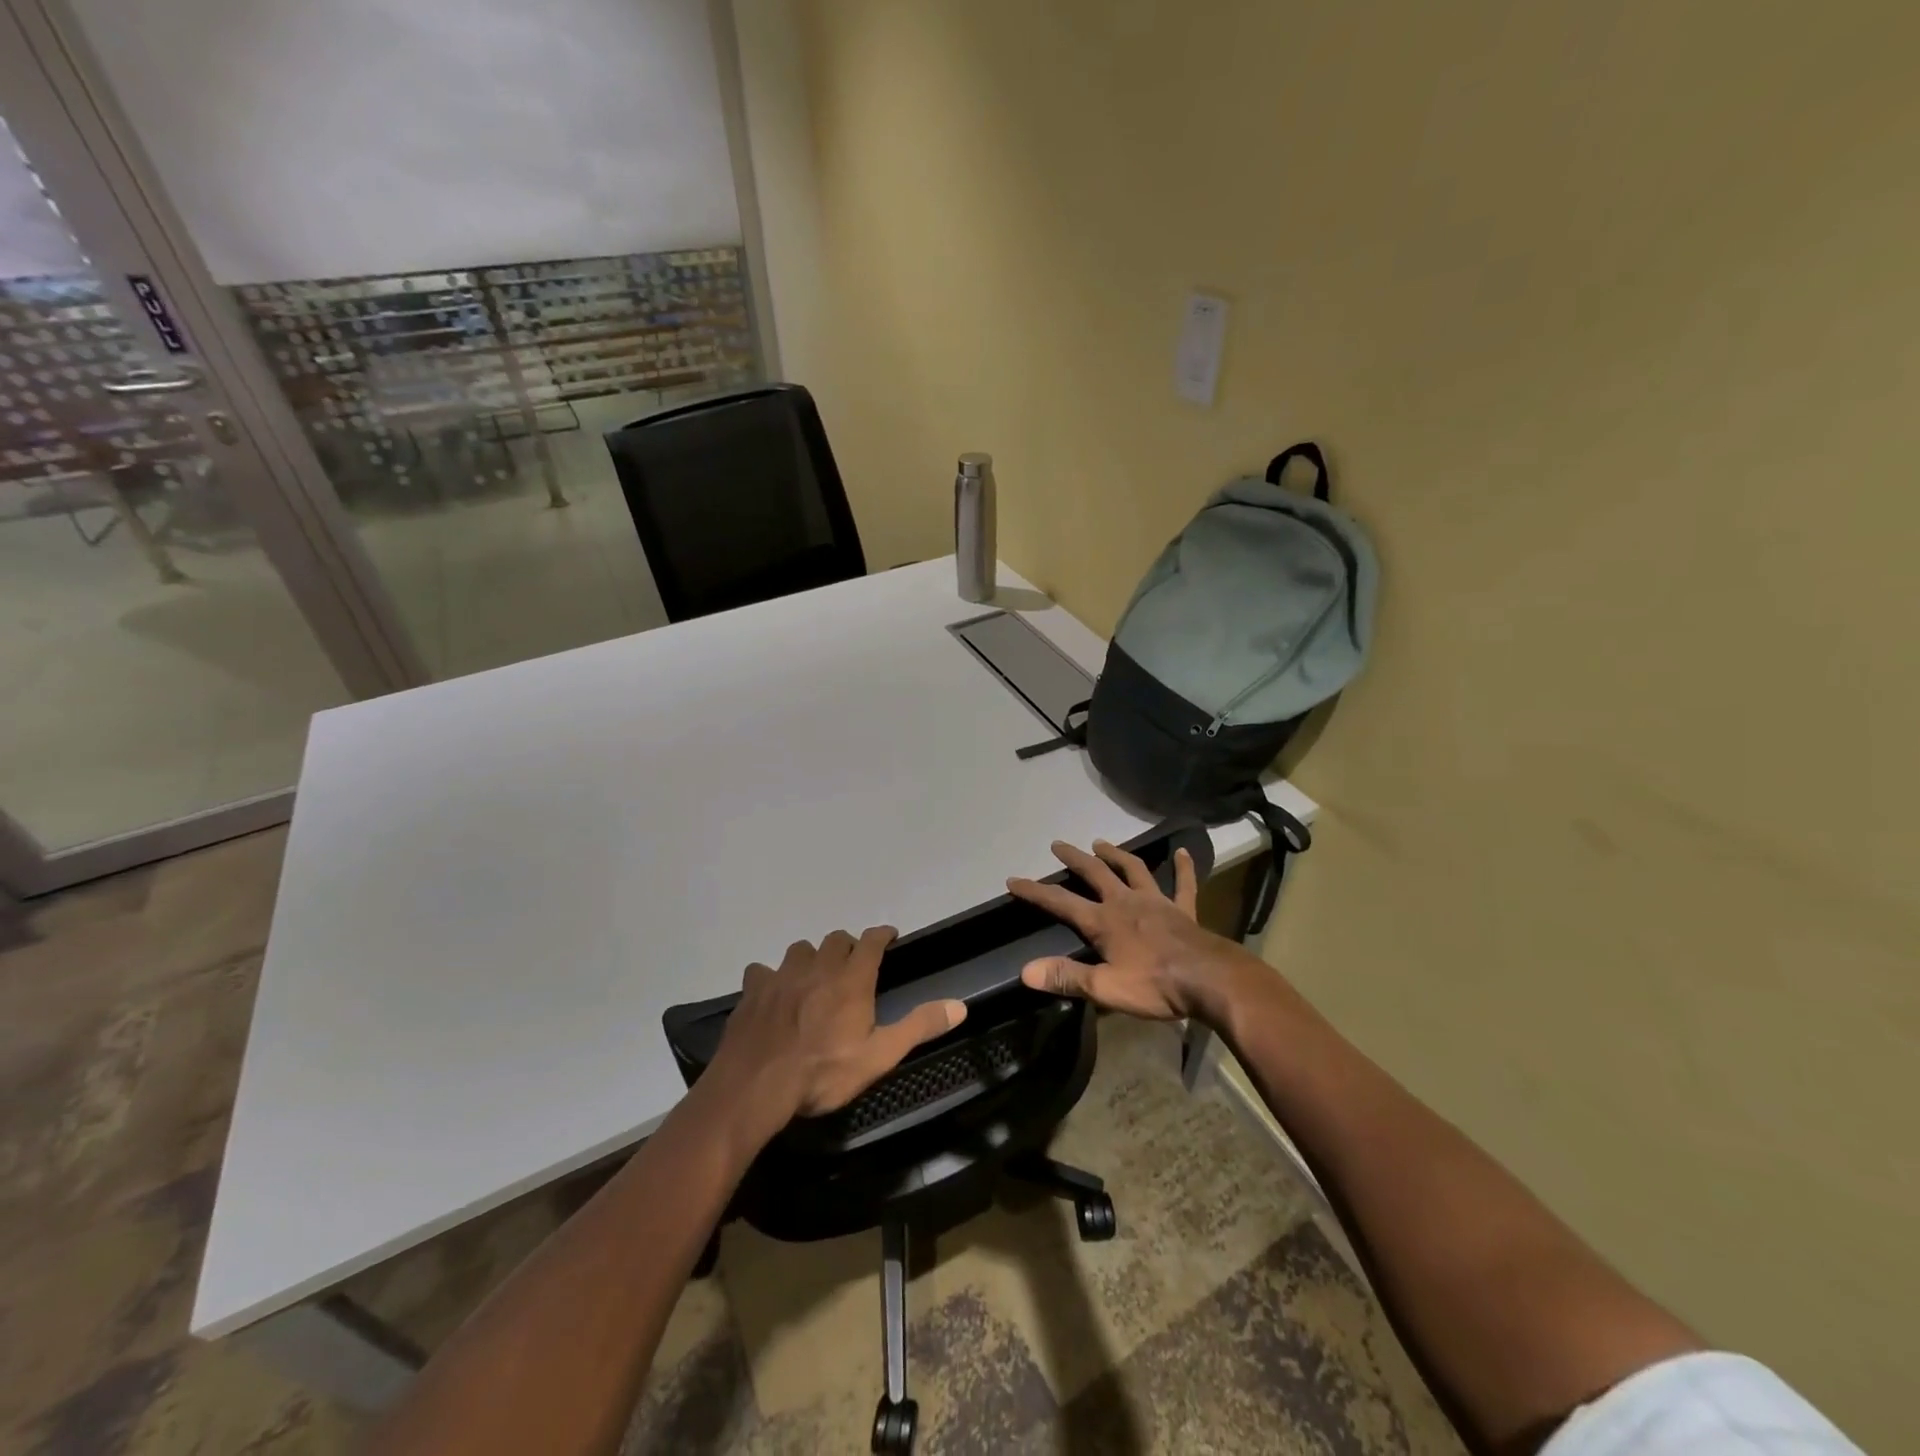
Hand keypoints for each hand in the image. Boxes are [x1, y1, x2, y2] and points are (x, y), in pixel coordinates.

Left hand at [710, 927, 966, 1127]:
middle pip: (835, 940)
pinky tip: (772, 993)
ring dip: (811, 958)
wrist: (756, 1086)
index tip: (889, 936)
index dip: (882, 935)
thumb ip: (918, 1027)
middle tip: (852, 966)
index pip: (871, 941)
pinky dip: (771, 977)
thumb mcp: (879, 1056)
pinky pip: (762, 970)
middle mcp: (818, 967)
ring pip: (800, 950)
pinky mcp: (753, 990)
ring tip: (814, 977)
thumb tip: (960, 1005)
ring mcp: (782, 976)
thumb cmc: (823, 1073)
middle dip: (847, 947)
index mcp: (851, 980)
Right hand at [1006, 839, 1245, 1022]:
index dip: (1036, 892)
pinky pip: (1183, 884)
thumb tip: (1026, 971)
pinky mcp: (1183, 910)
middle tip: (1058, 844)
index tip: (1014, 880)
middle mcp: (1126, 903)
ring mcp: (1157, 903)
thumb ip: (1066, 977)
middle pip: (1095, 873)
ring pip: (1133, 870)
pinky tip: (1183, 853)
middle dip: (1074, 859)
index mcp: (1104, 922)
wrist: (1210, 981)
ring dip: (1116, 854)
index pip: (1061, 902)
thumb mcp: (1106, 988)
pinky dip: (1183, 868)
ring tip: (1101, 842)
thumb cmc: (1156, 986)